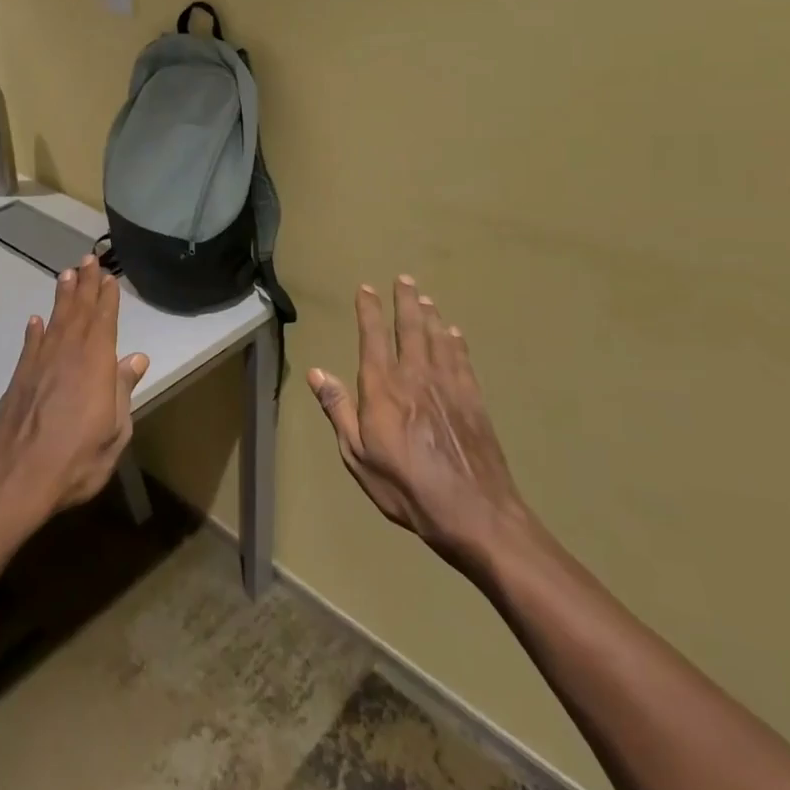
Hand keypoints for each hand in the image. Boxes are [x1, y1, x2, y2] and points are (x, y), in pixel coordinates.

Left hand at [0, 255, 149, 537]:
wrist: (15, 478)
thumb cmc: (76, 459)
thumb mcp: (115, 431)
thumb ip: (124, 390)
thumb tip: (137, 358)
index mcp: (96, 364)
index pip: (104, 321)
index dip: (107, 298)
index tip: (109, 277)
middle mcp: (67, 354)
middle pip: (78, 312)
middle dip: (85, 285)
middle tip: (88, 258)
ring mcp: (40, 364)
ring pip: (55, 321)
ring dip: (62, 297)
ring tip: (66, 274)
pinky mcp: (19, 378)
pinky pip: (30, 345)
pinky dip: (34, 331)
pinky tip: (36, 320)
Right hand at [307, 277, 530, 576]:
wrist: (472, 510)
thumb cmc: (404, 485)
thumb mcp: (357, 454)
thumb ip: (338, 409)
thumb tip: (316, 372)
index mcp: (383, 387)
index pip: (373, 337)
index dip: (369, 310)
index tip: (366, 289)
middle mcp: (416, 375)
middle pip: (410, 327)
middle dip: (405, 301)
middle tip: (404, 279)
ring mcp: (449, 385)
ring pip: (438, 338)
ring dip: (430, 315)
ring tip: (425, 298)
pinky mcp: (473, 399)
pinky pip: (462, 359)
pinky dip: (456, 341)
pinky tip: (454, 333)